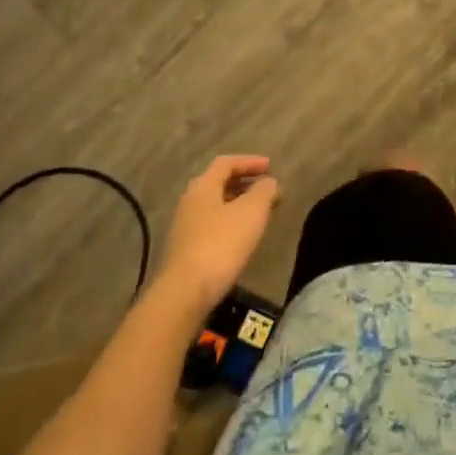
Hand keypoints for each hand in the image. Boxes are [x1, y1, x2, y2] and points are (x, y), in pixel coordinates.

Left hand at [157, 156, 280, 311]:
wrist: (186, 293)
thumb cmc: (221, 243)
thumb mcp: (252, 211)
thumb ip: (264, 191)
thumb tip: (269, 183)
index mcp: (203, 187)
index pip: (226, 163)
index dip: (250, 161)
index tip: (271, 166)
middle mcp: (189, 202)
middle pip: (219, 184)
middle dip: (245, 183)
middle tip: (266, 190)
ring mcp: (184, 228)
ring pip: (216, 206)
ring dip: (238, 205)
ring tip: (259, 214)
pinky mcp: (185, 251)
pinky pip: (212, 226)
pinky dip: (230, 223)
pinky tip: (242, 238)